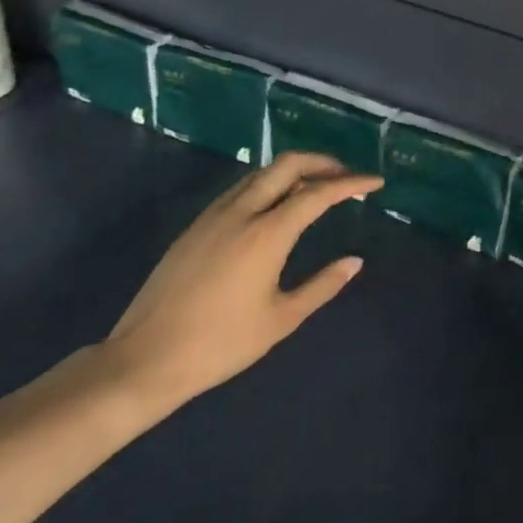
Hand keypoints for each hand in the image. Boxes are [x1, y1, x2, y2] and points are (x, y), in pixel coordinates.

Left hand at [104, 152, 381, 415]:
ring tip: (317, 188)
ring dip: (294, 171)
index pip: (317, 193)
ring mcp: (213, 216)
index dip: (351, 183)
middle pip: (286, 165)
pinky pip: (241, 189)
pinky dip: (269, 185)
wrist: (145, 359)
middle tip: (347, 177)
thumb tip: (354, 261)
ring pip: (261, 174)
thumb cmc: (221, 344)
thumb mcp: (281, 319)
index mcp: (266, 234)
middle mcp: (240, 212)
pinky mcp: (196, 227)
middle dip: (322, 162)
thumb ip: (322, 285)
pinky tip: (277, 207)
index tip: (376, 182)